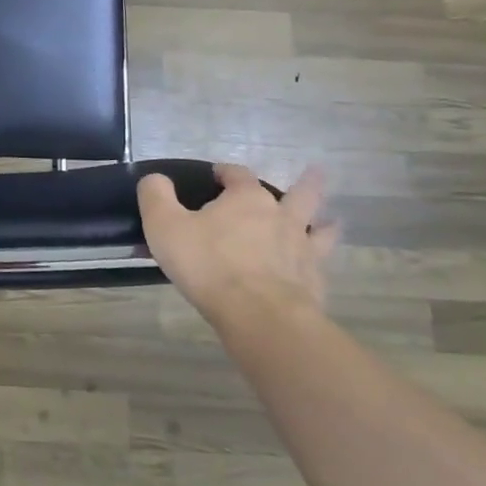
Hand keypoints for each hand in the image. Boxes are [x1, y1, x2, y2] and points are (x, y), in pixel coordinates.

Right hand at [138, 163, 337, 328]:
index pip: (238, 174)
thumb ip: (156, 195)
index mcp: (246, 199)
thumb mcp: (164, 225)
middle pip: (299, 193)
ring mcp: (302, 249)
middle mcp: (281, 217)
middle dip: (304, 183)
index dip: (226, 171)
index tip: (216, 174)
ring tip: (330, 221)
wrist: (258, 314)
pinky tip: (314, 268)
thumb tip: (155, 178)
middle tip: (314, 173)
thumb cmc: (207, 264)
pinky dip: (316, 262)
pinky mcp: (313, 281)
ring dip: (324, 222)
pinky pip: (319, 266)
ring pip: (320, 228)